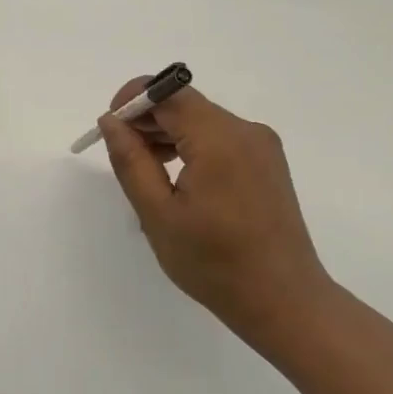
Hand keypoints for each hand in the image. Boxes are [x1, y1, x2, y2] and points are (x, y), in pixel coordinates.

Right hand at [98, 81, 333, 344]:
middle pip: (185, 104)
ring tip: (146, 173)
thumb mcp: (158, 214)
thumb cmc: (214, 263)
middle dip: (148, 120)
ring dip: (168, 135)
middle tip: (121, 156)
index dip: (133, 100)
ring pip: (201, 121)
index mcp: (219, 139)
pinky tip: (177, 180)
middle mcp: (246, 131)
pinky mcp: (267, 162)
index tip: (108, 128)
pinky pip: (220, 138)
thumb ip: (131, 161)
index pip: (168, 92)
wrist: (283, 301)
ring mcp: (261, 146)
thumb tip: (112, 121)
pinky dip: (192, 147)